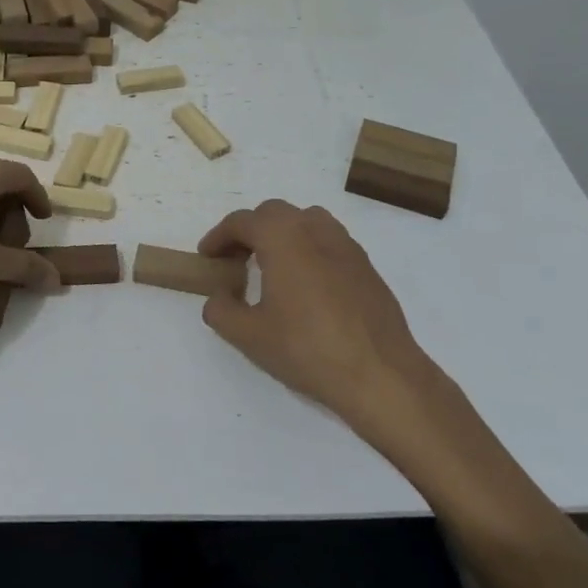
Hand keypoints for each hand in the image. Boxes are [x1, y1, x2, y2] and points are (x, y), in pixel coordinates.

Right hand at [198, 201, 483, 481]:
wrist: (380, 374)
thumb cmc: (307, 349)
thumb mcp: (248, 335)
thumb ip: (221, 310)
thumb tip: (220, 296)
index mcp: (283, 237)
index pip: (242, 221)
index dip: (218, 237)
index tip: (207, 257)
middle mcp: (315, 230)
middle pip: (274, 213)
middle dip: (249, 231)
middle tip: (235, 260)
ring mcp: (346, 246)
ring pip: (306, 221)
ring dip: (282, 234)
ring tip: (271, 266)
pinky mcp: (366, 266)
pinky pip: (329, 242)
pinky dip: (308, 249)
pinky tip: (306, 285)